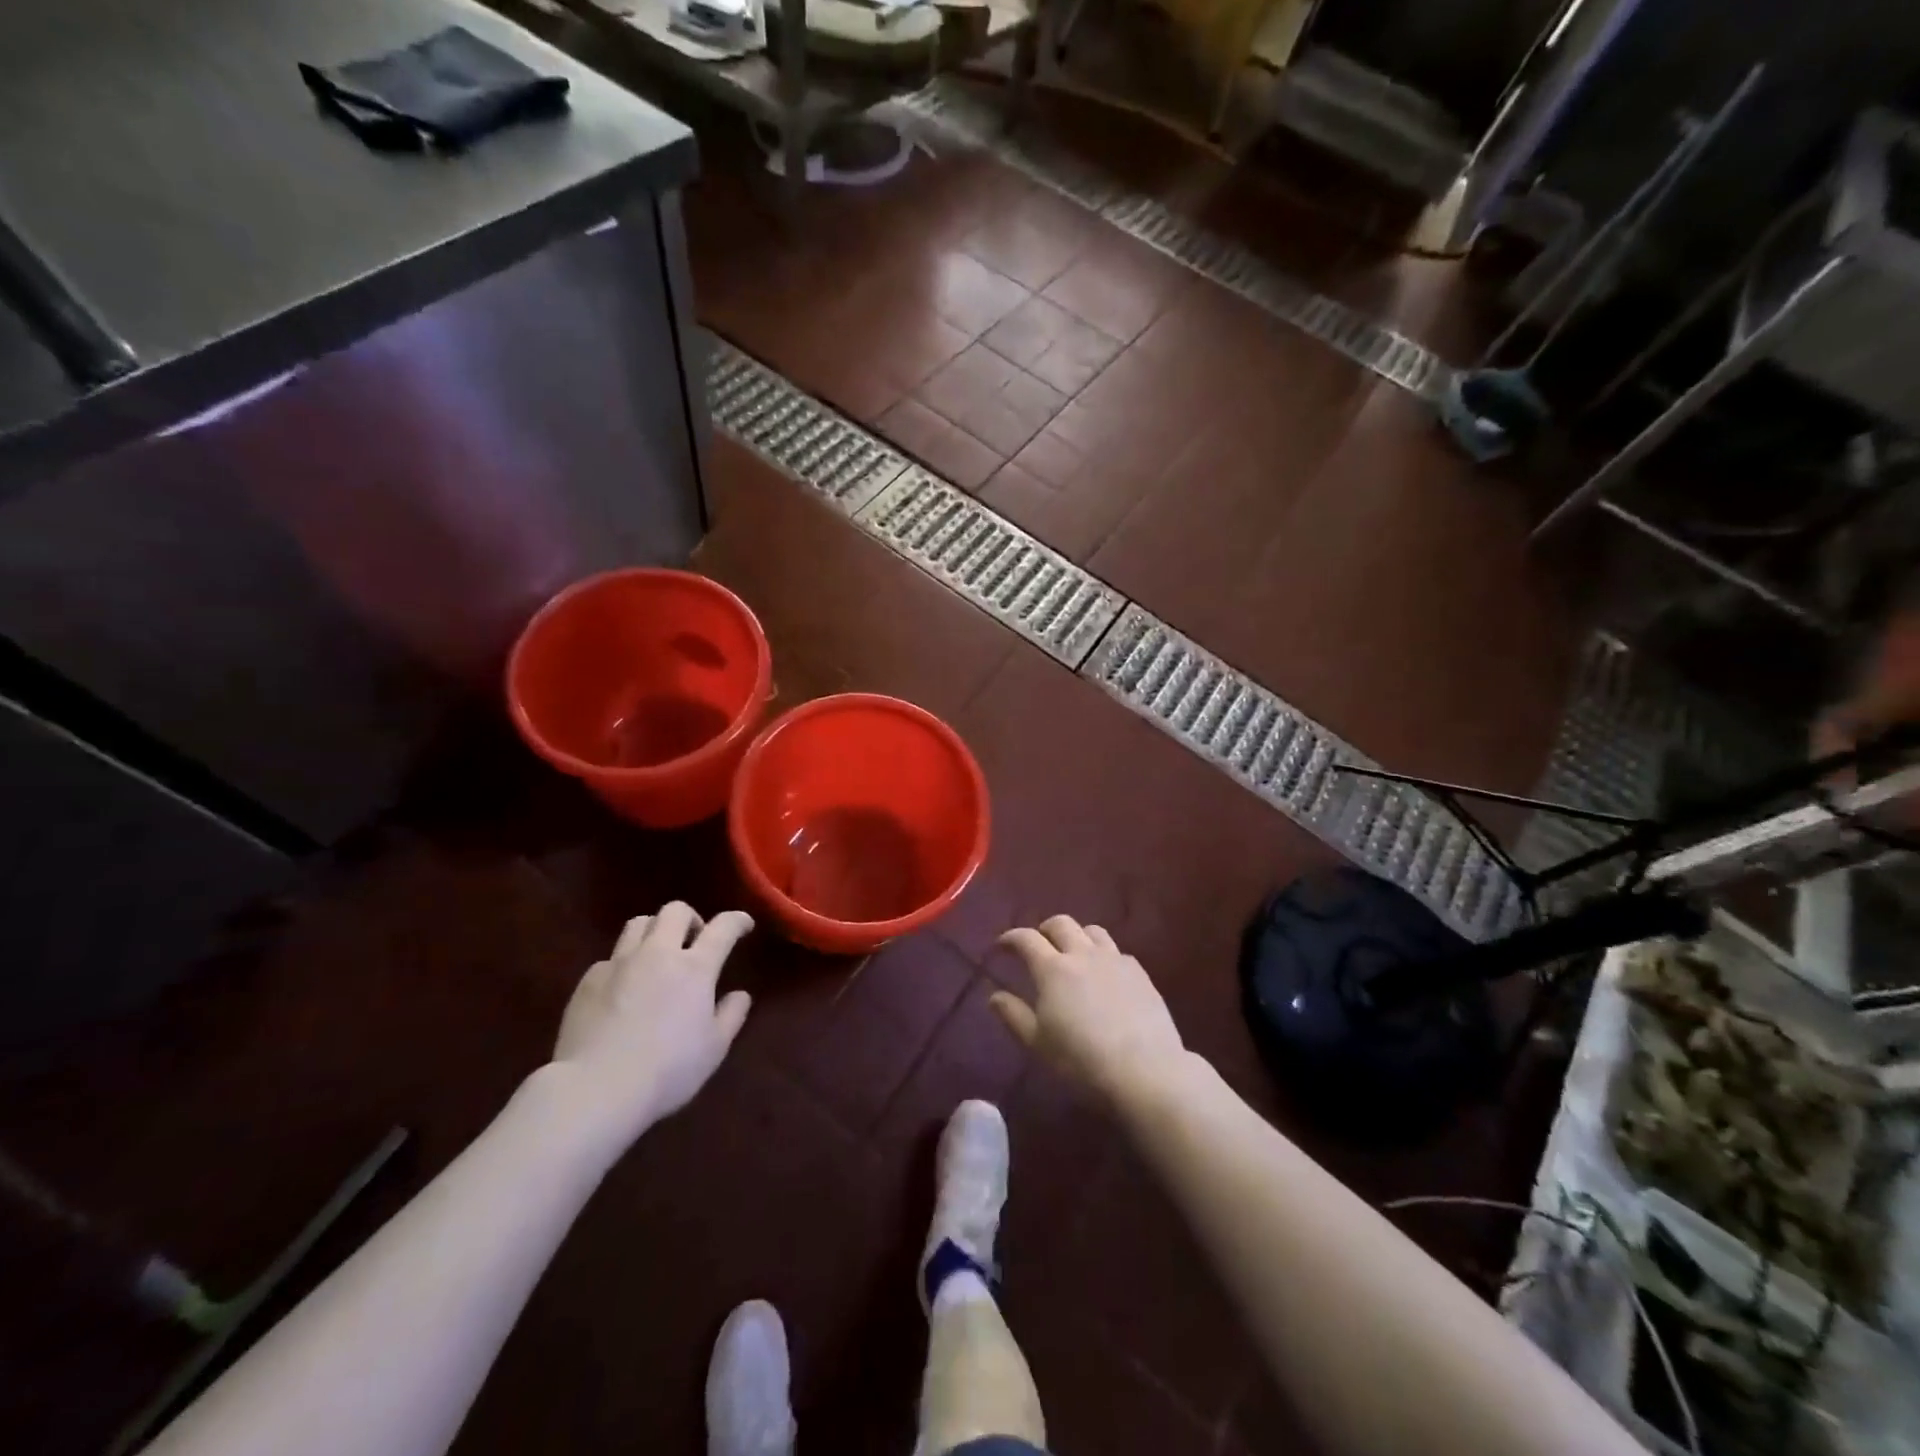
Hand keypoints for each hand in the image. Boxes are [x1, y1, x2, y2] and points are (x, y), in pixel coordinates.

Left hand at [548, 902, 753, 1142]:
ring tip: (658, 954)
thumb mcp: (714, 1049)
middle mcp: (657, 954)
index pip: (723, 928)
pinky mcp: (589, 980)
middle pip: (674, 911)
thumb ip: (731, 1015)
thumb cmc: (667, 1070)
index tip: (744, 925)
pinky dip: (624, 964)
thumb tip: (740, 994)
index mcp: (695, 968)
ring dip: (655, 931)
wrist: (596, 1088)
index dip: (737, 920)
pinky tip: (623, 988)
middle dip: (690, 918)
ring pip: (638, 924)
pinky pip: (610, 958)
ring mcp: (619, 964)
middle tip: (695, 941)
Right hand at [990, 915, 1188, 1109]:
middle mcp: (1083, 955)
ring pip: (1092, 931)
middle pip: (1061, 924)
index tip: (1002, 945)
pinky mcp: (1140, 973)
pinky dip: (1103, 954)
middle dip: (1044, 929)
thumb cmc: (1082, 1061)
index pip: (1027, 939)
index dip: (1011, 937)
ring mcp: (1115, 960)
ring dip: (1077, 935)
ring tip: (1073, 952)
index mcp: (1053, 969)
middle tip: (1038, 944)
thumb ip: (1014, 1015)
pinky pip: (1117, 951)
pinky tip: (1105, 974)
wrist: (1145, 1070)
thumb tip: (994, 996)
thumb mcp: (1038, 1044)